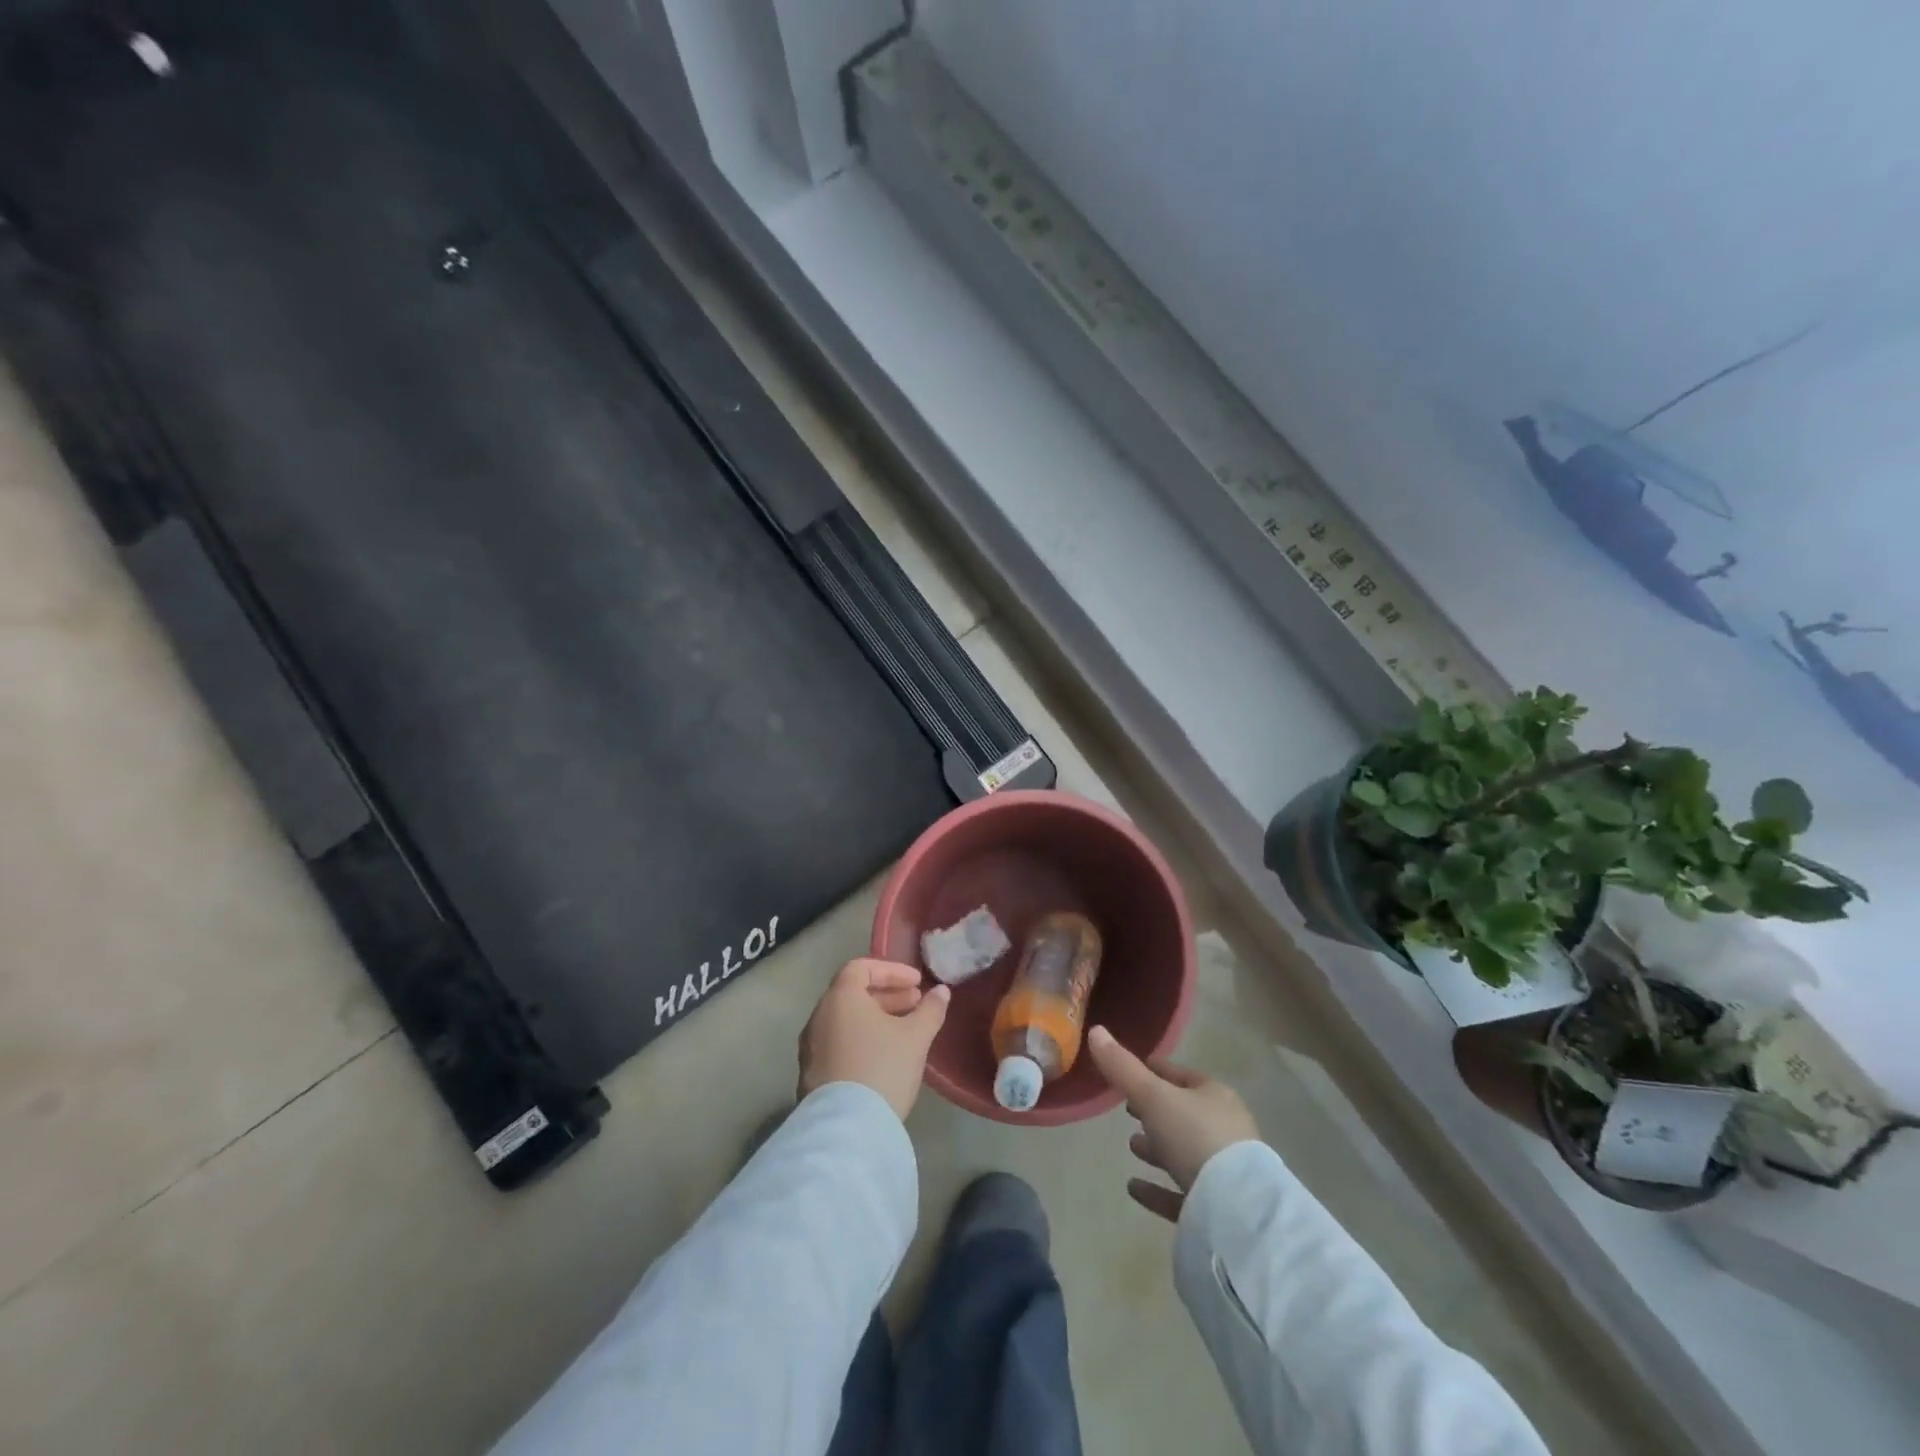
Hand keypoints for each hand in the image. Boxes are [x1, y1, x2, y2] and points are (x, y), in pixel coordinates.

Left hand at [798, 958, 950, 1120]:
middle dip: (887, 995)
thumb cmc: (882, 1068)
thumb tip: (941, 991)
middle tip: (915, 1004)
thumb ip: (930, 1009)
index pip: (862, 967)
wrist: (846, 1130)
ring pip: (845, 1020)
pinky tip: (884, 1056)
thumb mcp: (916, 1037)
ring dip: (875, 1018)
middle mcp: (819, 1016)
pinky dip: (861, 1038)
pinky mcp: (811, 1074)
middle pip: (852, 993)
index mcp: (840, 998)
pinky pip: (838, 1042)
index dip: (892, 971)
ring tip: (904, 1031)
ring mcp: (811, 1047)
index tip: (917, 983)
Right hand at [1087, 1025, 1259, 1221]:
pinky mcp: (1217, 1207)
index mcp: (1214, 1095)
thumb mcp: (1153, 1097)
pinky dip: (1158, 1188)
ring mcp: (1224, 1170)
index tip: (1128, 1072)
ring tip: (1131, 1145)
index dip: (1153, 1070)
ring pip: (1184, 1151)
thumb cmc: (1195, 1137)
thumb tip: (1095, 1031)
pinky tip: (1134, 1188)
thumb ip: (1122, 1068)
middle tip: (1127, 1110)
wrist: (1238, 1210)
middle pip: (1182, 1113)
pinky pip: (1182, 1191)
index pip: (1179, 1075)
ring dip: (1157, 1148)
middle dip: (1155, 1111)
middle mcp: (1224, 1128)